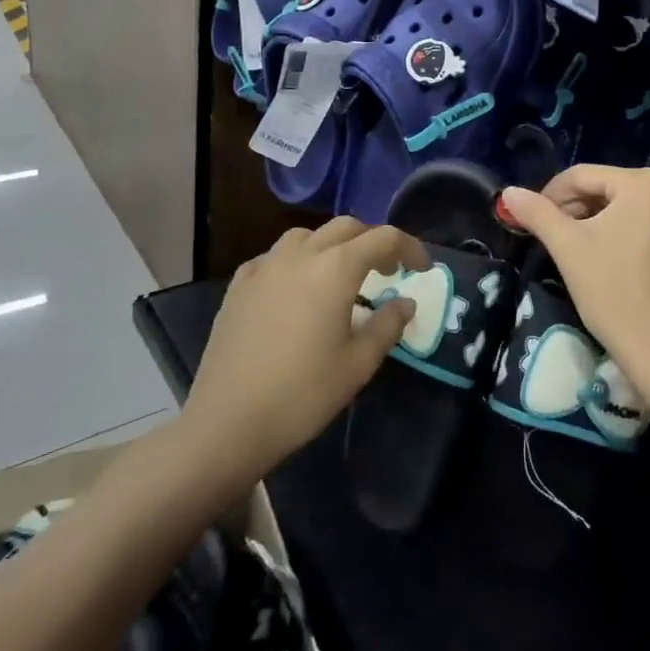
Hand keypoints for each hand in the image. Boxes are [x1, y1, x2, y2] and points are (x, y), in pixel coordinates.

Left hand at [181, 219, 428, 483]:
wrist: (228, 422)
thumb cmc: (303, 393)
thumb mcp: (359, 363)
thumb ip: (387, 325)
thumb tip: (405, 302)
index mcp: (335, 268)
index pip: (383, 238)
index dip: (409, 247)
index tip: (422, 268)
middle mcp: (300, 255)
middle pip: (346, 228)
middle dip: (372, 242)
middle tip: (387, 271)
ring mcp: (264, 266)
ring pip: (307, 236)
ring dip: (333, 246)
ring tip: (341, 276)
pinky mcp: (239, 285)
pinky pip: (276, 257)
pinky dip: (297, 261)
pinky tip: (297, 289)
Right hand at [498, 167, 649, 380]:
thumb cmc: (609, 288)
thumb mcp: (566, 245)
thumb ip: (537, 212)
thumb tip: (509, 193)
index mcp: (643, 183)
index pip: (583, 177)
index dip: (551, 194)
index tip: (532, 218)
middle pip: (609, 190)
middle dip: (578, 208)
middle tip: (555, 235)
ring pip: (632, 209)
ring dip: (604, 221)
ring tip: (582, 247)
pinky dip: (634, 235)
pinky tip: (620, 257)